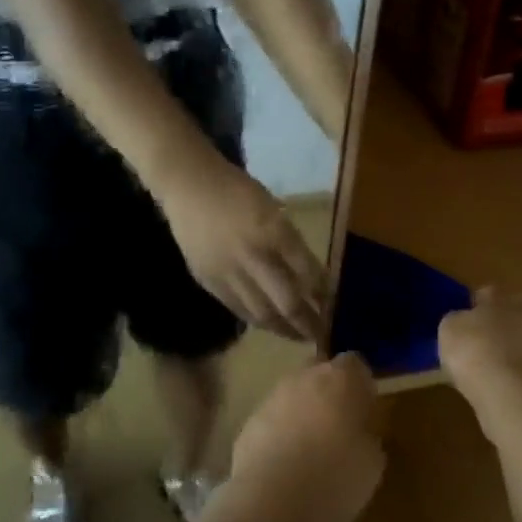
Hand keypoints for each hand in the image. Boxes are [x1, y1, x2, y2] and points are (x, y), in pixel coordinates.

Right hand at [154, 149, 325, 340]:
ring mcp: (227, 272)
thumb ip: (289, 241)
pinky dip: (256, 320)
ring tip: (298, 336)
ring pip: (261, 313)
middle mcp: (252, 255)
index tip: (333, 306)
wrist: (188, 185)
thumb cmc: (236, 189)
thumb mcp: (272, 208)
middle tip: (321, 334)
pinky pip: (237, 309)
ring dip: (284, 329)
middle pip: (287, 301)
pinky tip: (268, 323)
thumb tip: (309, 275)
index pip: (308, 272)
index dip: (324, 293)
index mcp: (273, 230)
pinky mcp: (207, 281)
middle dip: (308, 323)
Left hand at [231, 353, 384, 521]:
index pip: (355, 364)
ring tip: (311, 451)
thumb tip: (360, 434)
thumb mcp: (372, 464)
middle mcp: (304, 377)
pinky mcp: (249, 421)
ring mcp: (272, 396)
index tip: (365, 411)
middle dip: (329, 393)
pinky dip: (281, 433)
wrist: (271, 499)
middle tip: (339, 427)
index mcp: (340, 379)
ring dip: (303, 413)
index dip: (361, 385)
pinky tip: (286, 464)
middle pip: (320, 373)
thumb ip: (368, 437)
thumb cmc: (335, 477)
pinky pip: (273, 419)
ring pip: (293, 395)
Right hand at [437, 288, 521, 437]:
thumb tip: (463, 322)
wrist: (518, 399)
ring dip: (515, 360)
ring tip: (491, 377)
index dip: (476, 308)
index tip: (463, 323)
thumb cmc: (479, 351)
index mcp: (513, 299)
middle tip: (479, 349)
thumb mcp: (451, 328)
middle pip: (516, 322)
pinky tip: (506, 397)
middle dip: (501, 333)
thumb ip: (459, 320)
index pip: (492, 296)